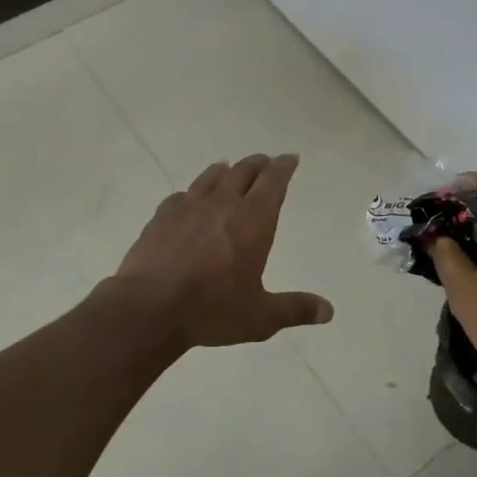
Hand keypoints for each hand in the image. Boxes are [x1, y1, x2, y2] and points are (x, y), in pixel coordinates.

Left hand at [112, 154, 333, 350]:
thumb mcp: (261, 317)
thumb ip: (295, 309)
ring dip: (226, 170)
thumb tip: (328, 311)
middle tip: (266, 163)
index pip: (273, 182)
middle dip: (258, 164)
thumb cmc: (212, 310)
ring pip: (211, 177)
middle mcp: (223, 204)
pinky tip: (189, 200)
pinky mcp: (161, 216)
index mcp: (253, 221)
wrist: (148, 308)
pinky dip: (193, 193)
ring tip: (230, 169)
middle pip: (243, 171)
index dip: (283, 167)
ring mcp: (188, 207)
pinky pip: (182, 195)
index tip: (289, 158)